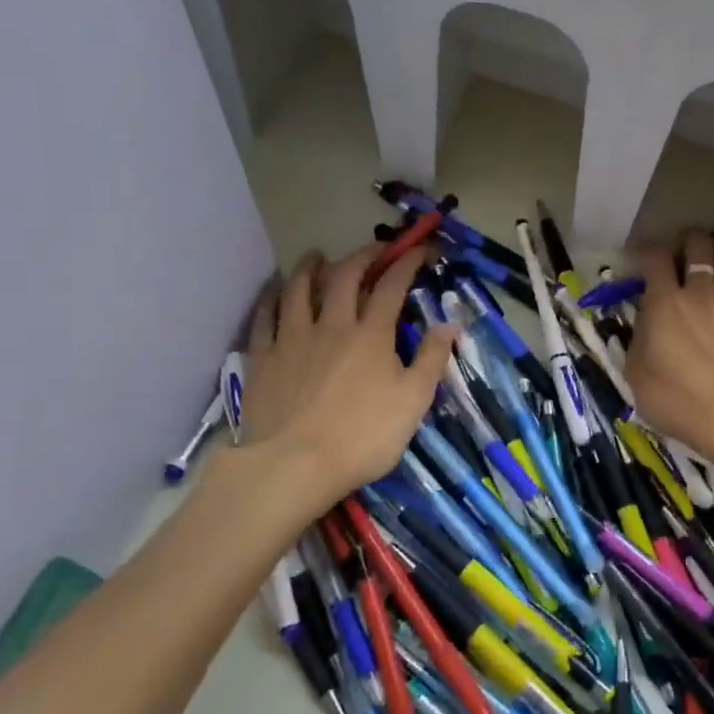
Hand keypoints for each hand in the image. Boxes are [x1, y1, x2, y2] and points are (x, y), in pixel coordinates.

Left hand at [240, 245, 454, 515]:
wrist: (295, 464)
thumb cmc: (363, 436)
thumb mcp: (414, 401)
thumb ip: (432, 359)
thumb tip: (450, 323)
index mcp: (372, 334)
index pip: (392, 286)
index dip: (407, 263)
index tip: (419, 250)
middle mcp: (332, 325)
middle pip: (345, 277)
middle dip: (362, 256)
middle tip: (374, 249)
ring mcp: (293, 338)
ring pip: (300, 289)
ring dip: (311, 267)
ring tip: (316, 255)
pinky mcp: (263, 358)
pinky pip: (265, 317)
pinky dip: (271, 298)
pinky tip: (273, 292)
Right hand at [625, 230, 713, 477]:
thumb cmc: (676, 400)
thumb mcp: (636, 375)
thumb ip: (638, 340)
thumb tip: (644, 324)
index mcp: (664, 302)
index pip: (655, 257)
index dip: (647, 250)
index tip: (642, 257)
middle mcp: (699, 292)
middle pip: (698, 244)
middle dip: (688, 241)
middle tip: (683, 252)